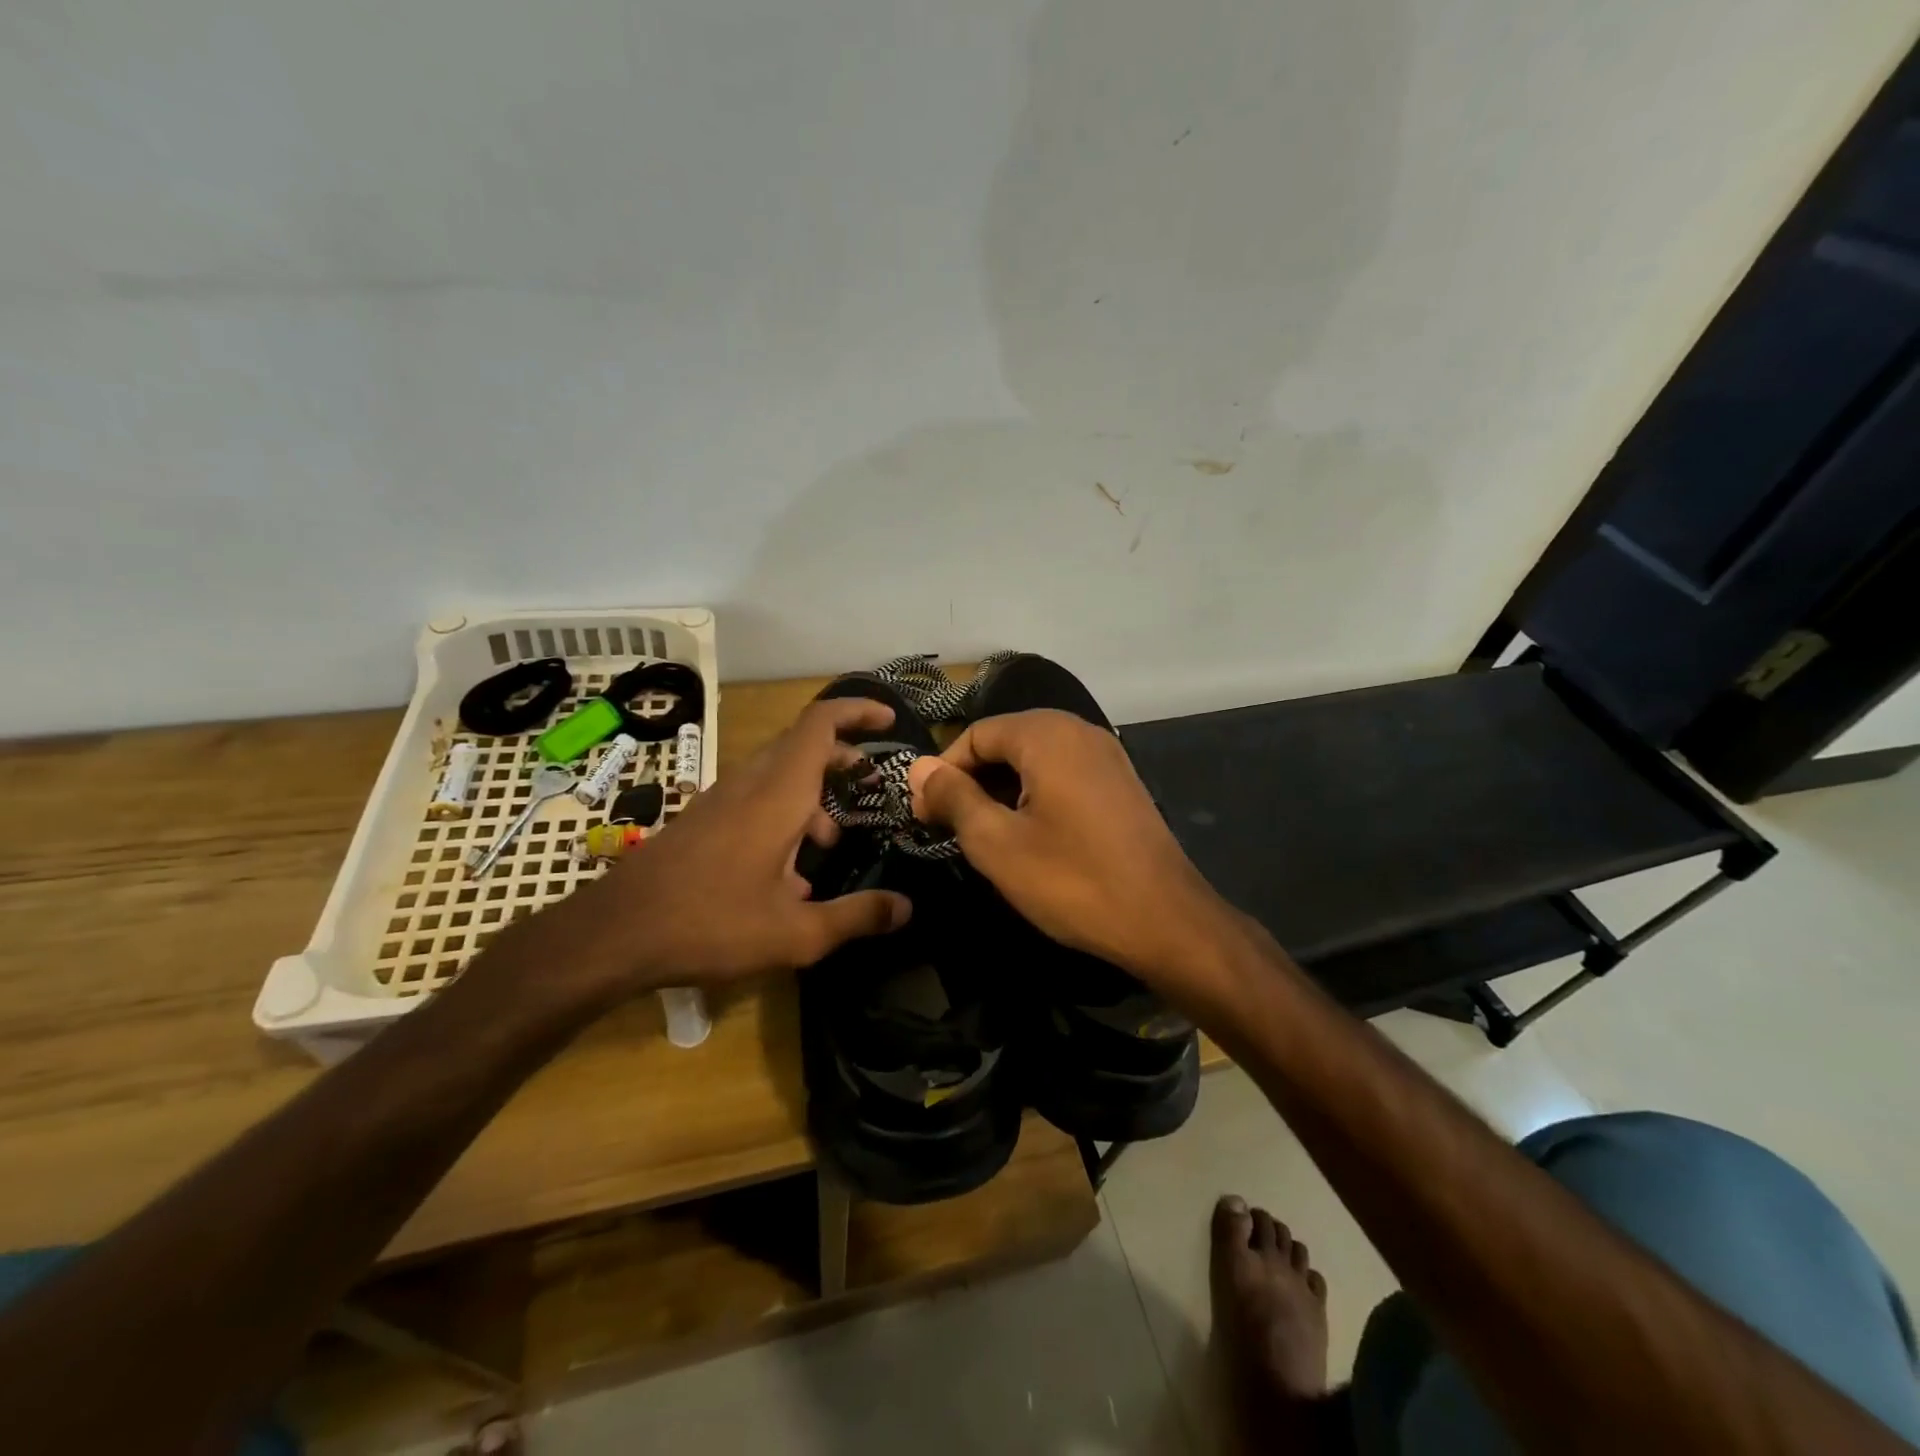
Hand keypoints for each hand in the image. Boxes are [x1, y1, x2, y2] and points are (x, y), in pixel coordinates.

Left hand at [521, 698, 911, 1002]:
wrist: (614, 933)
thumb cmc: (710, 924)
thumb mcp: (796, 933)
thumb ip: (856, 917)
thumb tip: (906, 908)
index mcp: (779, 794)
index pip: (820, 724)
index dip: (857, 711)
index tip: (888, 721)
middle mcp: (751, 783)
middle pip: (803, 745)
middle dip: (842, 757)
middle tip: (870, 786)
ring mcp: (722, 799)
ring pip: (779, 773)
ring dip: (813, 793)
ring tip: (832, 841)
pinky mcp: (704, 819)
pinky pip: (756, 797)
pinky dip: (785, 813)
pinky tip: (788, 873)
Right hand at [906, 709, 1235, 990]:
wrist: (1166, 920)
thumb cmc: (1072, 880)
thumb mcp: (997, 842)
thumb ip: (954, 798)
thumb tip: (920, 769)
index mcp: (1048, 734)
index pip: (976, 735)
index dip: (943, 772)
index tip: (924, 815)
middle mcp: (1080, 731)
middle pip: (1006, 741)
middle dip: (972, 780)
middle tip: (948, 827)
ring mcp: (1106, 755)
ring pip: (1035, 759)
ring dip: (1002, 790)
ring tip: (983, 834)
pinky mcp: (1120, 782)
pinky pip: (1063, 774)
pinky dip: (1035, 795)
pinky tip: (1028, 834)